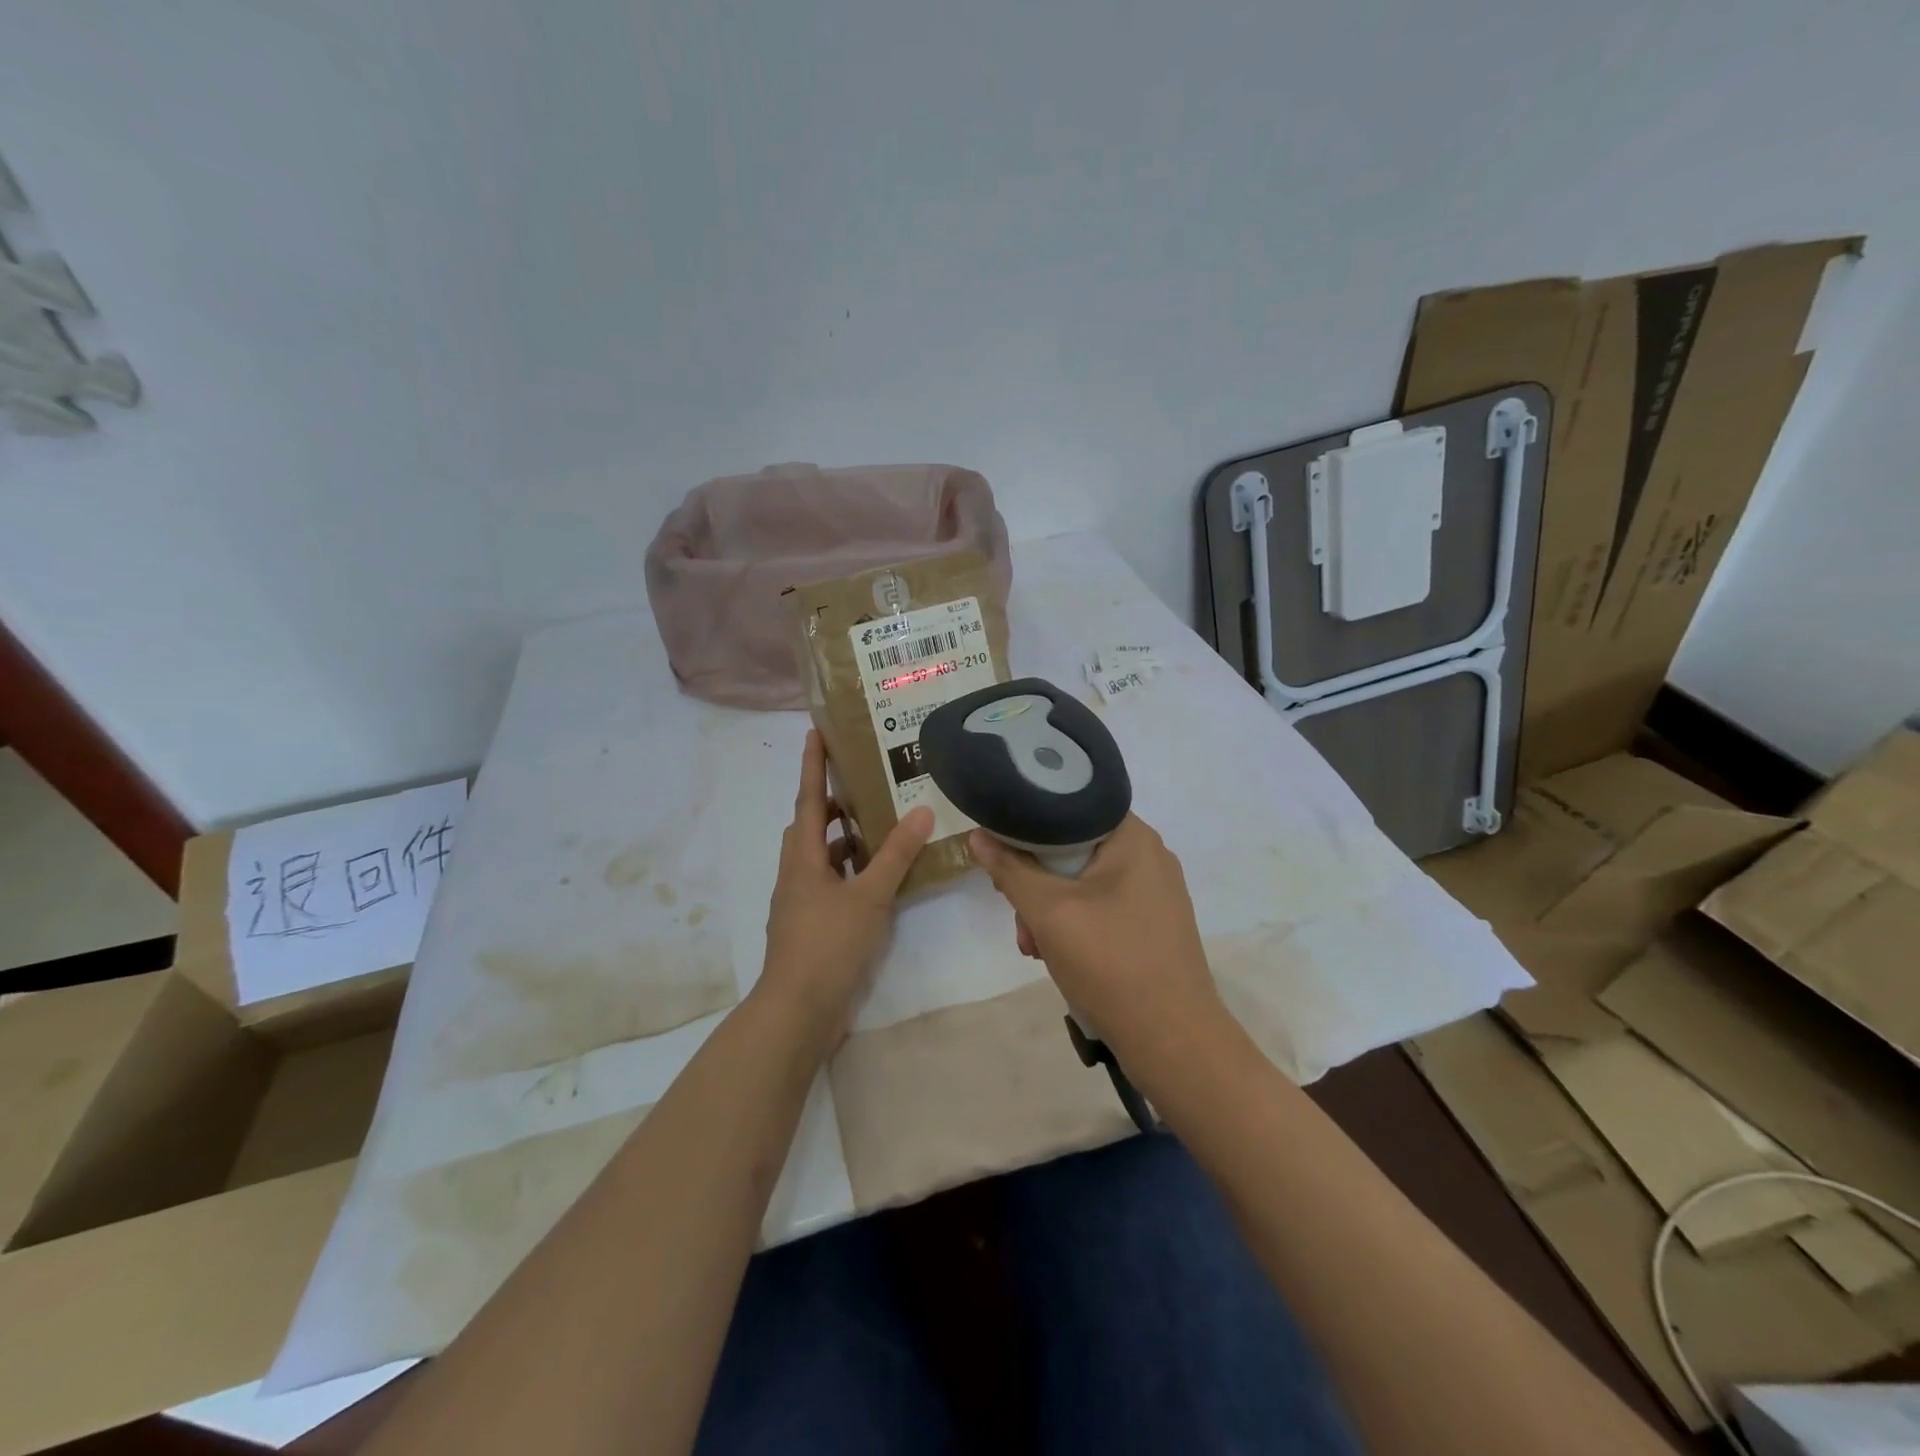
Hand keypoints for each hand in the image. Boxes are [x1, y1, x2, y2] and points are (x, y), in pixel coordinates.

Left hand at [758, 730, 932, 1050]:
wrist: (797, 1011)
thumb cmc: (828, 944)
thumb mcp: (868, 897)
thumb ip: (895, 855)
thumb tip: (920, 811)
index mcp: (803, 858)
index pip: (808, 800)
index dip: (812, 765)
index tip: (815, 732)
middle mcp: (797, 874)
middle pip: (811, 827)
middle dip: (832, 803)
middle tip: (864, 783)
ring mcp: (801, 902)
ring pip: (822, 858)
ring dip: (845, 840)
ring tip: (880, 827)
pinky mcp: (812, 926)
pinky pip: (832, 884)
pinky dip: (852, 873)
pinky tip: (878, 880)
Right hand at [969, 815, 1228, 1076]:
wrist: (1172, 1040)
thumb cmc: (1110, 962)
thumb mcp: (1048, 911)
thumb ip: (1010, 869)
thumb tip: (977, 836)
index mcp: (1134, 837)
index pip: (1070, 806)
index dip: (1029, 825)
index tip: (1001, 851)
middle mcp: (1149, 856)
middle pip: (1074, 848)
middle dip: (1035, 881)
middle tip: (1015, 911)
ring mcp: (1155, 892)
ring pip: (1083, 882)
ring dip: (1050, 909)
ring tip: (1032, 946)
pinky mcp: (1153, 924)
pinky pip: (1102, 907)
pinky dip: (1074, 924)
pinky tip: (1055, 954)